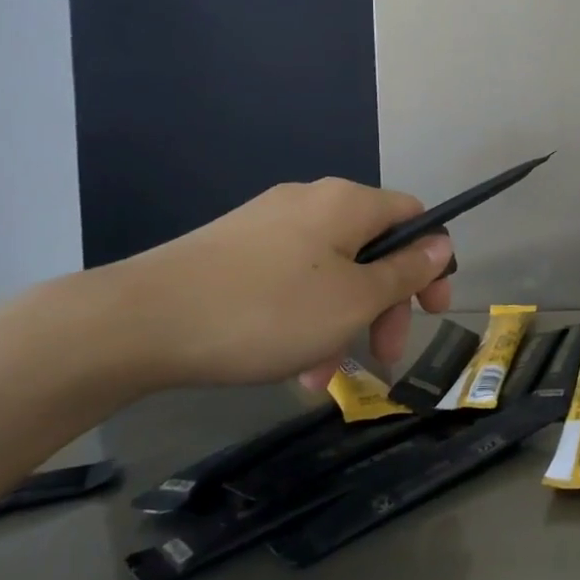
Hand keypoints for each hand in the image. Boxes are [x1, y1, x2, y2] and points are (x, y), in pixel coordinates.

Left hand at [111, 180, 452, 389]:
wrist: (137, 323)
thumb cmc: (267, 311)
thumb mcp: (353, 301)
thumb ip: (406, 272)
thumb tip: (442, 245)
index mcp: (348, 203)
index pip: (414, 218)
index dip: (432, 263)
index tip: (431, 313)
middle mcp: (311, 202)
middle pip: (372, 249)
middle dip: (384, 305)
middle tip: (382, 356)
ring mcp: (267, 224)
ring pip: (330, 273)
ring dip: (341, 323)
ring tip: (323, 377)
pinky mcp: (232, 251)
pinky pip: (290, 280)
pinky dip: (303, 318)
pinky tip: (287, 365)